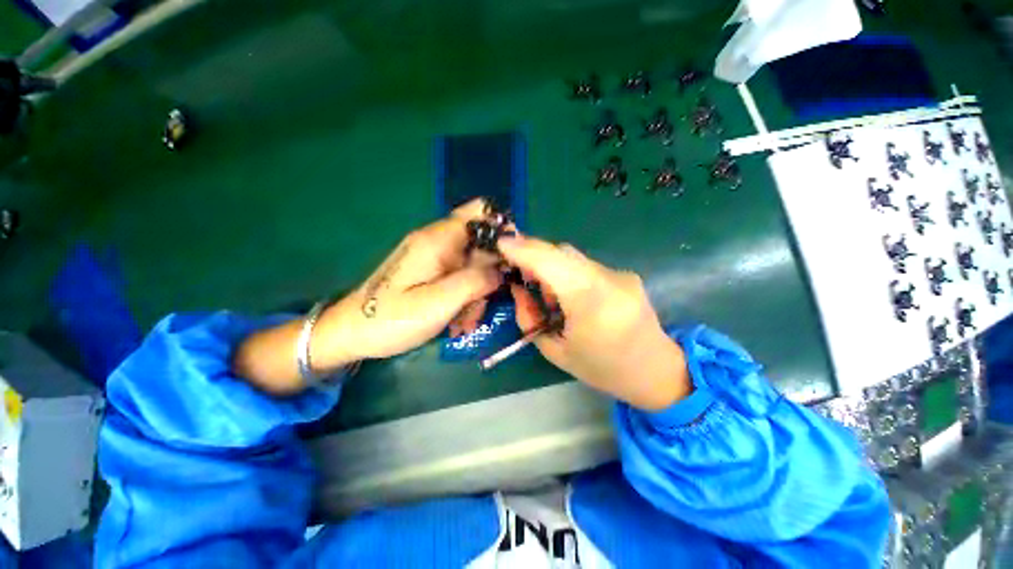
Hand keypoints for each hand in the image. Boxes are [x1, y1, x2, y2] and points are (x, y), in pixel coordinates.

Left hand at [233, 199, 502, 393]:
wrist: (351, 332)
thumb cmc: (392, 319)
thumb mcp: (439, 303)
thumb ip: (476, 281)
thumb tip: (503, 268)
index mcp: (438, 240)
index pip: (481, 214)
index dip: (503, 233)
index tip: (513, 263)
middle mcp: (437, 240)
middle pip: (481, 240)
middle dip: (492, 270)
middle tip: (486, 300)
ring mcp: (433, 255)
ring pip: (473, 262)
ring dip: (478, 289)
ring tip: (467, 319)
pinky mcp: (431, 270)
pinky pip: (460, 275)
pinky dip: (466, 294)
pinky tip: (459, 318)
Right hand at [498, 236, 690, 410]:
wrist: (655, 370)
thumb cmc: (601, 368)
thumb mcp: (555, 351)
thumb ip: (529, 317)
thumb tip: (517, 288)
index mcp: (590, 301)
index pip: (550, 262)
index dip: (522, 249)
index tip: (500, 242)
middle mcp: (608, 279)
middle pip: (561, 252)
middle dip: (534, 256)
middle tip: (519, 274)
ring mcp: (619, 273)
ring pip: (573, 258)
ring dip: (552, 267)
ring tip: (548, 295)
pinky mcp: (624, 274)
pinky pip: (585, 266)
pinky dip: (568, 274)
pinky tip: (570, 296)